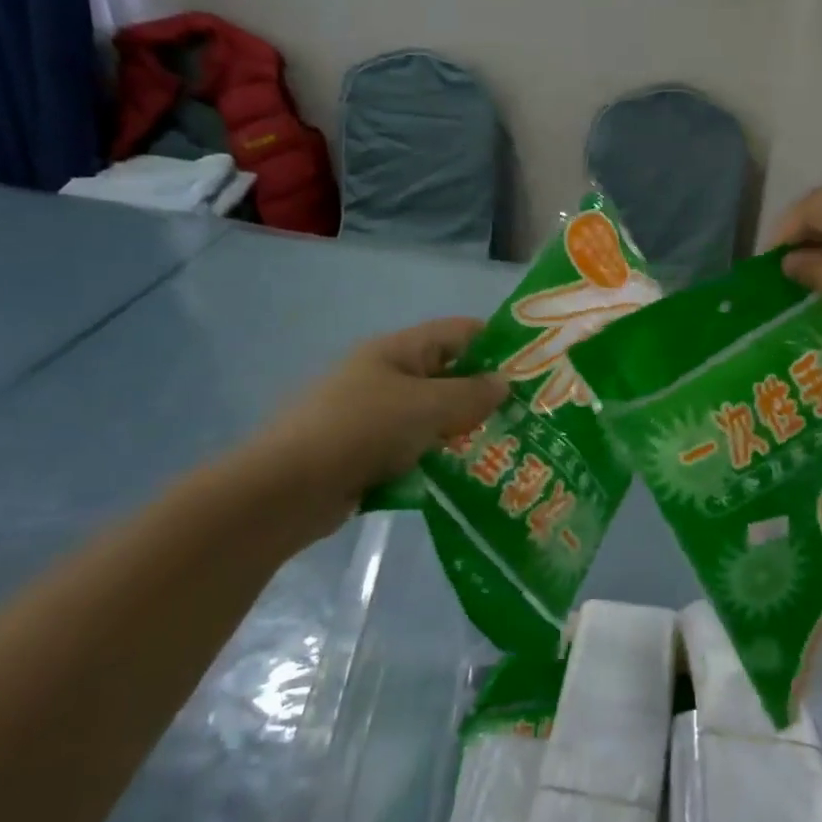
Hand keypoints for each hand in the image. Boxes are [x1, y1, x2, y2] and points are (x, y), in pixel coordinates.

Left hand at [241, 318, 508, 529]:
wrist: (287, 490)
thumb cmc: (361, 431)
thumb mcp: (425, 406)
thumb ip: (470, 393)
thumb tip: (504, 382)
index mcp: (396, 351)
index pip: (457, 332)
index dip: (495, 341)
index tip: (534, 364)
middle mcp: (385, 376)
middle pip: (446, 373)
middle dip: (484, 390)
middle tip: (528, 412)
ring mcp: (373, 415)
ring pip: (432, 414)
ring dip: (463, 427)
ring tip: (507, 444)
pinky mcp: (366, 452)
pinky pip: (414, 446)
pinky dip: (438, 455)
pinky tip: (468, 472)